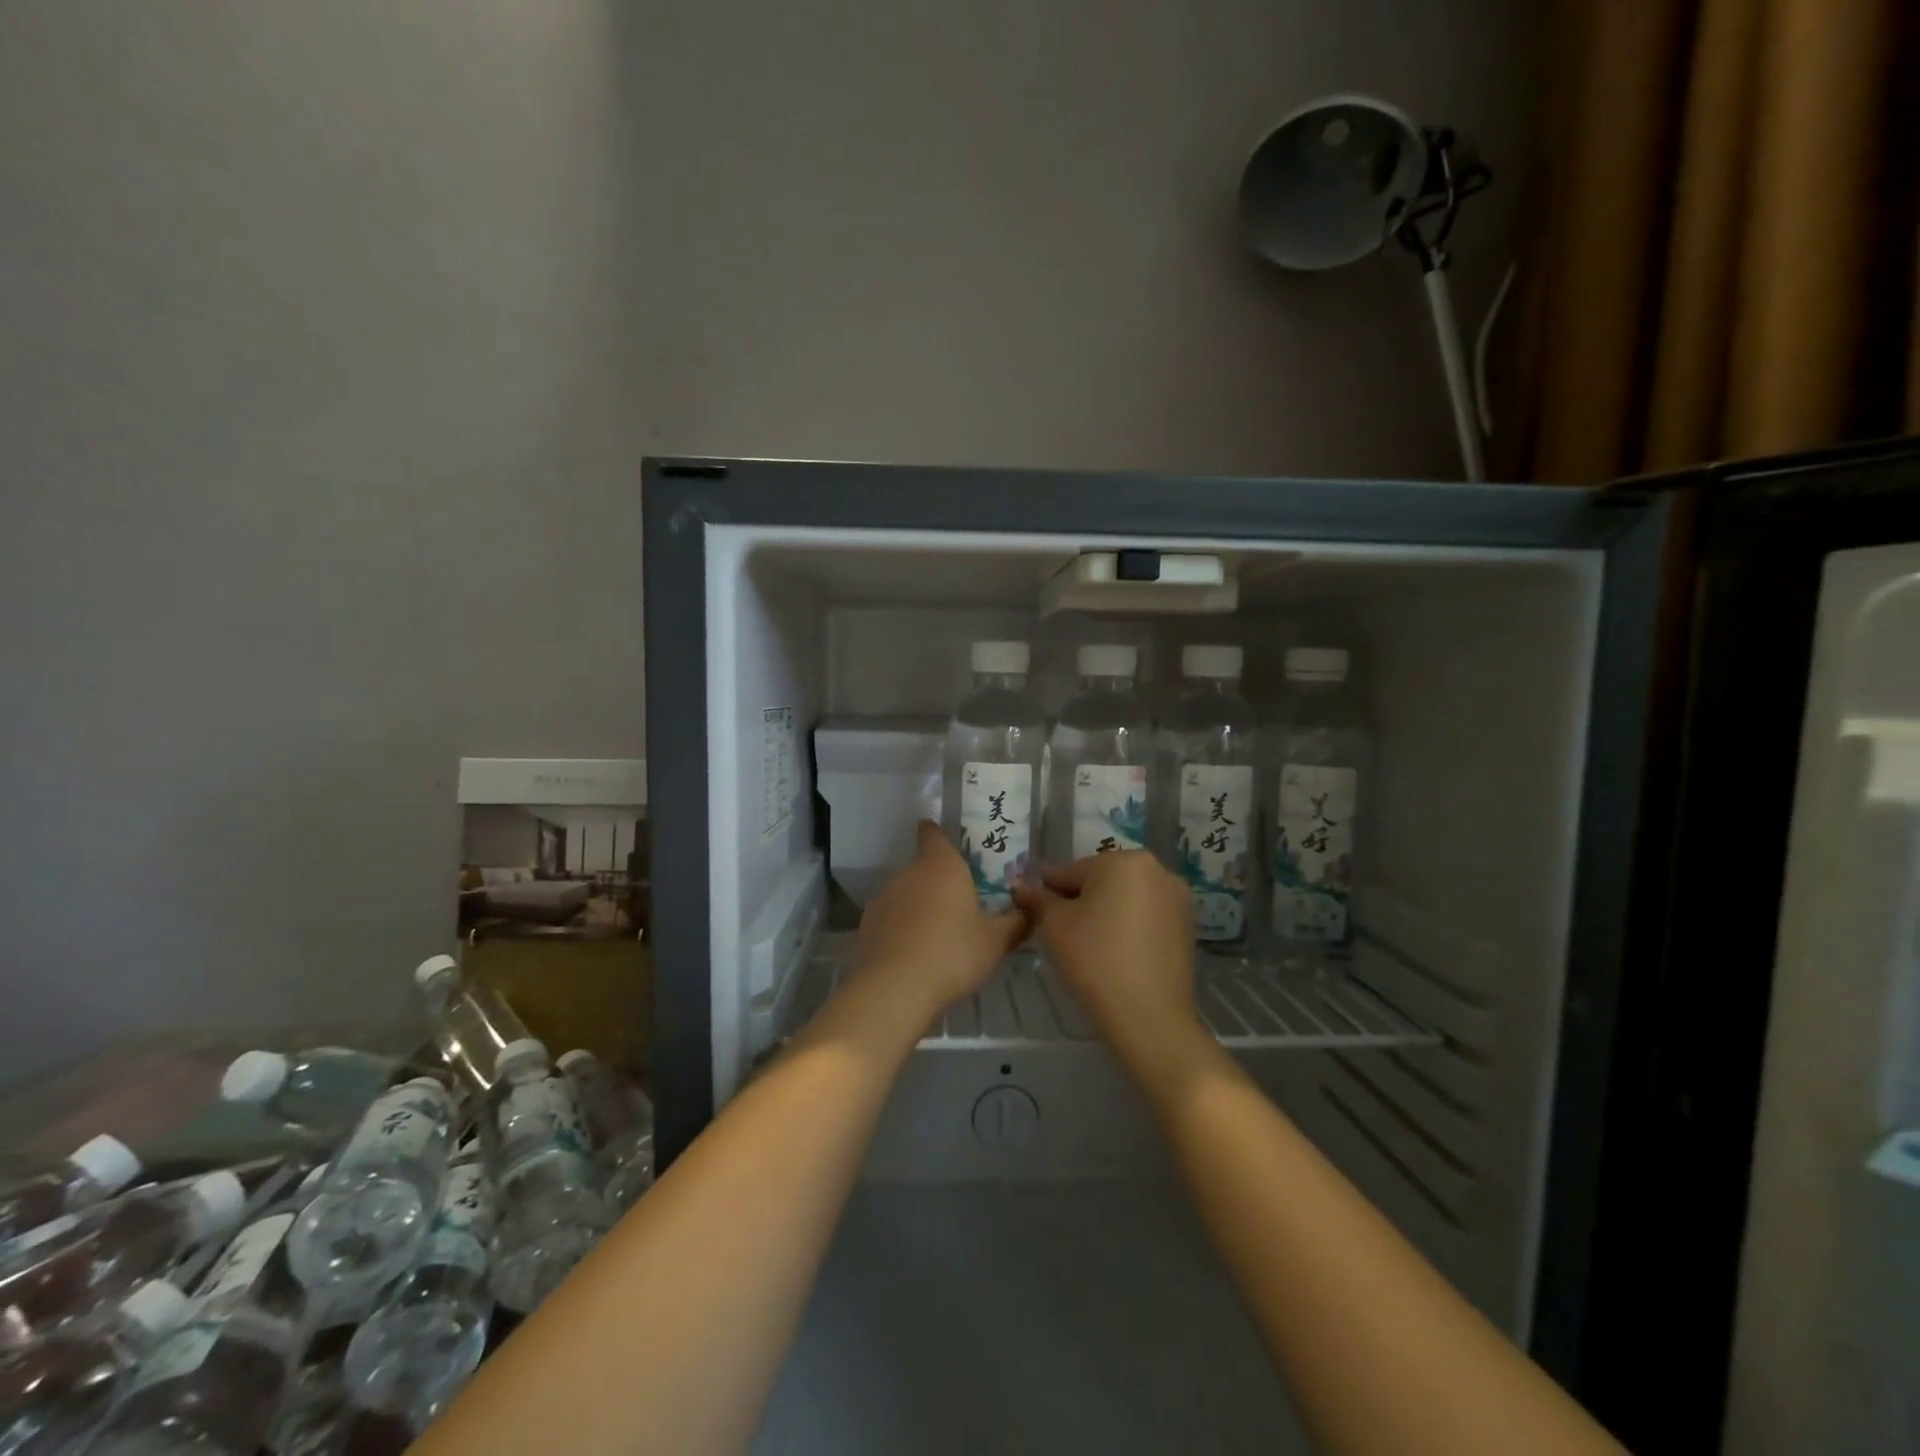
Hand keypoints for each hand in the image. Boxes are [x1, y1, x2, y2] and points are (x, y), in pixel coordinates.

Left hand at [851, 822, 1030, 1015]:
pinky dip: (900, 932)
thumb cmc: (953, 953)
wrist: (894, 990)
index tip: (946, 842)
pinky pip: (889, 922)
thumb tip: (1031, 909)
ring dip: (918, 909)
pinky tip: (913, 958)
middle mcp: (908, 874)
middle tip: (960, 908)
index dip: (937, 834)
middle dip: (938, 884)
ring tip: (936, 939)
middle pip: (923, 869)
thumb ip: (1016, 922)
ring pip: (905, 896)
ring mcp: (882, 900)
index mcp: (941, 866)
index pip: (933, 834)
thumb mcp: (996, 942)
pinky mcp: (866, 927)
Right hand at [1013, 851, 1199, 1057]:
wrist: (1148, 1017)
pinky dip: (1128, 927)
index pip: (1072, 871)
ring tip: (1086, 944)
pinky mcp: (1187, 927)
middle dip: (1079, 900)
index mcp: (1124, 861)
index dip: (1048, 890)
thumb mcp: (1054, 925)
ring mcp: (1177, 899)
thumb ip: (1037, 899)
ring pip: (1126, 898)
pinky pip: (1146, 917)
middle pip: (1102, 880)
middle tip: (1058, 930)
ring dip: (1105, 912)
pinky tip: (1114, 953)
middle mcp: (1157, 870)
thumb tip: (1021, 886)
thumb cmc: (1094, 960)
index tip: (1031, 905)